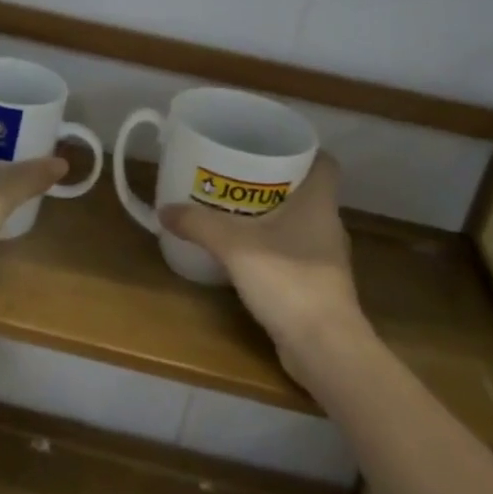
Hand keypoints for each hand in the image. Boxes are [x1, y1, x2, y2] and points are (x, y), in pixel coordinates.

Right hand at [158, 154, 368, 377]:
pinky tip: (244, 251)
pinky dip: (272, 246)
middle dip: (273, 181)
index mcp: (319, 202)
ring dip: (271, 215)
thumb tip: (164, 210)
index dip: (301, 151)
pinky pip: (293, 251)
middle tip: (237, 174)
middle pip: (306, 190)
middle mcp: (327, 224)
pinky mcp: (317, 284)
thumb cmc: (287, 280)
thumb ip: (198, 224)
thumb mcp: (234, 246)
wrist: (323, 347)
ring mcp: (325, 257)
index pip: (324, 162)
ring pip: (299, 222)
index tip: (269, 147)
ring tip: (233, 210)